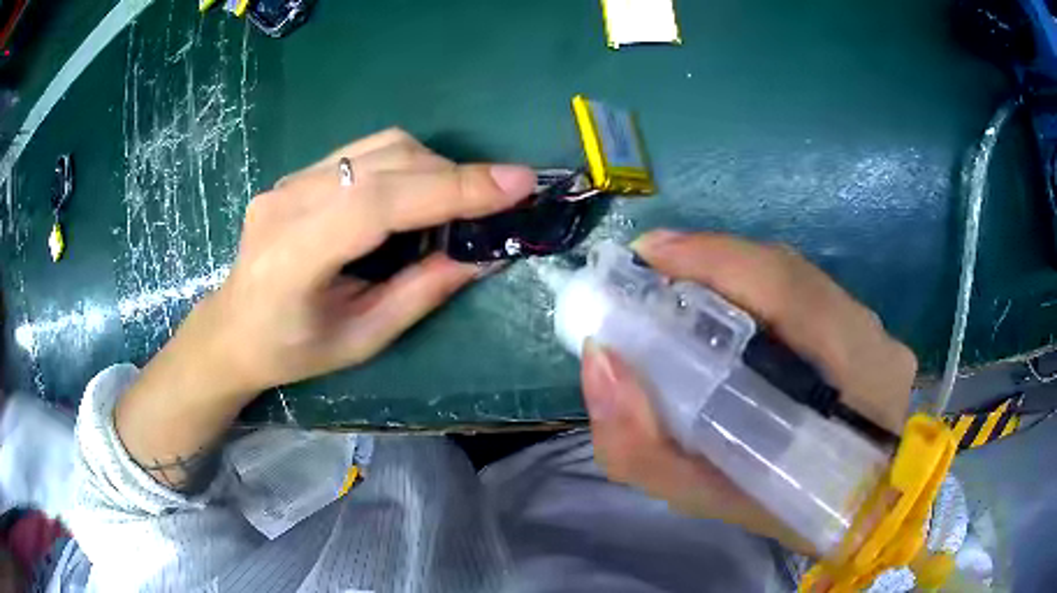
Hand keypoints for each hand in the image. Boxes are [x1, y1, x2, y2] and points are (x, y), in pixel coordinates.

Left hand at [198, 128, 536, 396]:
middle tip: (499, 199)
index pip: (379, 201)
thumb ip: (420, 292)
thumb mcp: (361, 339)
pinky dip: (405, 167)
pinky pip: (363, 154)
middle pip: (385, 161)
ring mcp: (287, 180)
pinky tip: (415, 195)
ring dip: (432, 167)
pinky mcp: (294, 174)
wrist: (231, 330)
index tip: (516, 184)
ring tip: (457, 201)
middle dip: (453, 175)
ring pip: (379, 148)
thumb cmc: (291, 351)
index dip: (451, 187)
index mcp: (294, 255)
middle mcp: (287, 202)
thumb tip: (483, 256)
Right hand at [580, 230, 916, 552]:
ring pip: (795, 281)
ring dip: (733, 277)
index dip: (711, 258)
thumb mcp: (708, 498)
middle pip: (785, 273)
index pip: (786, 287)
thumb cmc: (783, 512)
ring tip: (680, 294)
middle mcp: (870, 339)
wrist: (855, 514)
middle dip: (709, 264)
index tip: (642, 257)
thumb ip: (644, 446)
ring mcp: (877, 332)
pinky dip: (759, 293)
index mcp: (847, 380)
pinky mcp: (873, 334)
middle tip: (649, 280)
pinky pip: (808, 297)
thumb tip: (600, 362)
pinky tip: (729, 315)